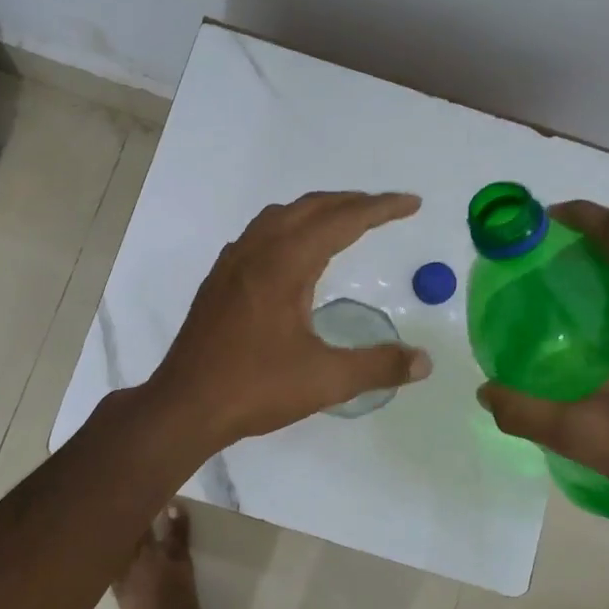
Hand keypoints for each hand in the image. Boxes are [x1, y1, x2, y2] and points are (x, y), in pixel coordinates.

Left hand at [148, 191, 431, 449]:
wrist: (184, 405)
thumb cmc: (255, 388)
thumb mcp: (325, 380)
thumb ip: (378, 366)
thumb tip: (424, 362)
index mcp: (285, 264)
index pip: (342, 221)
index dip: (380, 208)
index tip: (412, 203)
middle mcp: (257, 251)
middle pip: (310, 208)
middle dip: (351, 202)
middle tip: (385, 208)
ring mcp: (232, 263)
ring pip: (280, 216)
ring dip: (317, 211)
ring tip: (344, 222)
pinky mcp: (219, 280)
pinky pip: (259, 234)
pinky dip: (288, 227)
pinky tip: (293, 253)